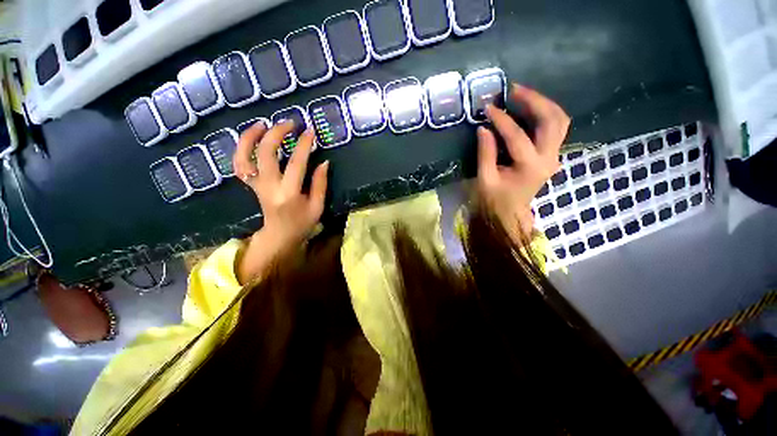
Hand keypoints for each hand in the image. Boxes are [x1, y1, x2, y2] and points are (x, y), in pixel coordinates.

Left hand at [233, 121, 328, 283]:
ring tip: (262, 124)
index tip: (310, 131)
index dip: (303, 145)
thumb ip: (320, 184)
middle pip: (266, 153)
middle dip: (277, 133)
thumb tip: (324, 162)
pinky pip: (239, 164)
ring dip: (251, 137)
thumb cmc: (302, 223)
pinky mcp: (251, 185)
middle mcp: (269, 186)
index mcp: (289, 193)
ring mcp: (256, 185)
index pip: (296, 163)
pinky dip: (241, 149)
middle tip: (290, 123)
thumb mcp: (318, 206)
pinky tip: (251, 139)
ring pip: (244, 156)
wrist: (279, 236)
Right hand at [477, 84, 570, 241]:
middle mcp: (549, 158)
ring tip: (522, 95)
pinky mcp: (551, 155)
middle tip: (513, 90)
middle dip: (534, 101)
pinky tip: (530, 109)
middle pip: (552, 120)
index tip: (488, 107)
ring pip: (559, 121)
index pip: (517, 136)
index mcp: (530, 167)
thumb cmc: (494, 200)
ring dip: (543, 104)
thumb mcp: (485, 179)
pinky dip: (545, 114)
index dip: (501, 120)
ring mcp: (554, 156)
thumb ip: (485, 153)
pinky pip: (556, 128)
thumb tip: (483, 128)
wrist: (510, 214)